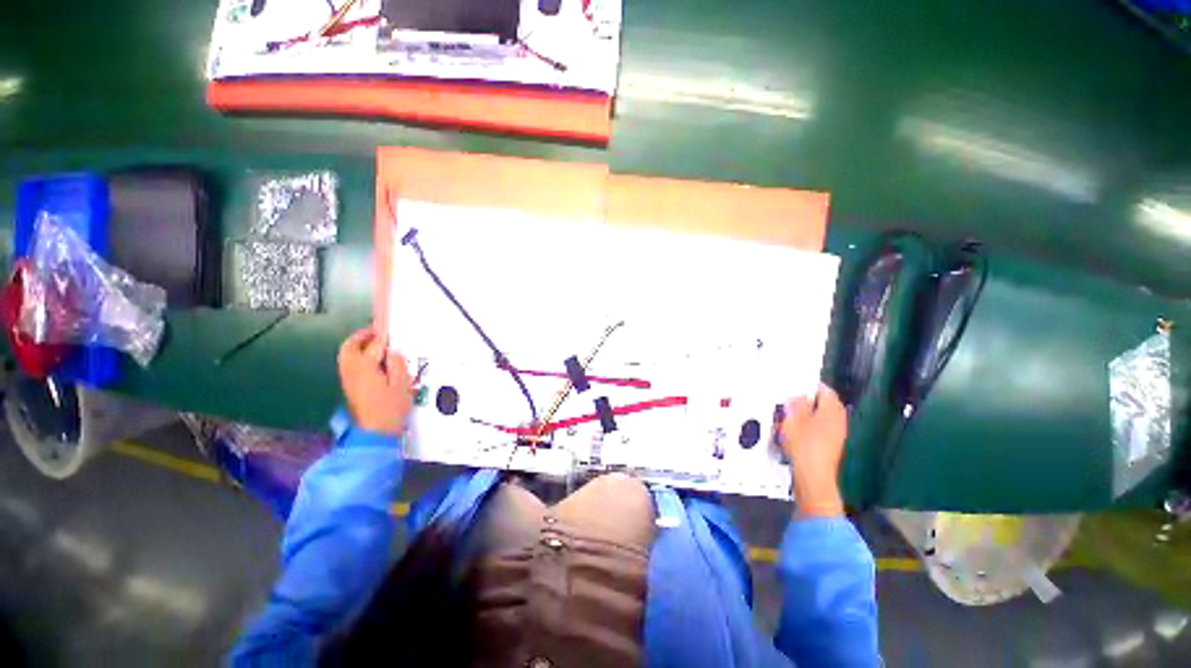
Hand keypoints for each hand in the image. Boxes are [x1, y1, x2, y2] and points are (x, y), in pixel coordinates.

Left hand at [338, 327, 412, 434]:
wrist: (375, 433)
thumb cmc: (391, 409)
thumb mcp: (402, 385)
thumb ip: (397, 365)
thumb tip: (393, 352)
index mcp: (365, 368)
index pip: (373, 345)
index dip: (382, 335)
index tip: (389, 327)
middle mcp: (351, 371)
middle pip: (349, 347)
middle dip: (361, 336)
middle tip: (375, 331)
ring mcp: (348, 380)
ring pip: (346, 355)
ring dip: (357, 345)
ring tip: (373, 343)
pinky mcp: (349, 387)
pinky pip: (348, 364)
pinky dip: (355, 356)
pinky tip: (370, 360)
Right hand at [780, 383, 847, 517]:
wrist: (812, 477)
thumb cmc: (803, 445)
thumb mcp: (793, 419)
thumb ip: (796, 404)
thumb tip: (798, 395)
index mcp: (832, 410)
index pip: (825, 390)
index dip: (810, 385)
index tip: (794, 384)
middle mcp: (839, 421)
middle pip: (824, 404)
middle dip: (806, 401)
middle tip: (788, 400)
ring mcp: (836, 436)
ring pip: (820, 418)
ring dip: (805, 415)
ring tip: (787, 416)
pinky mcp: (830, 447)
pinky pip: (818, 430)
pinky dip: (807, 428)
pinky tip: (792, 433)